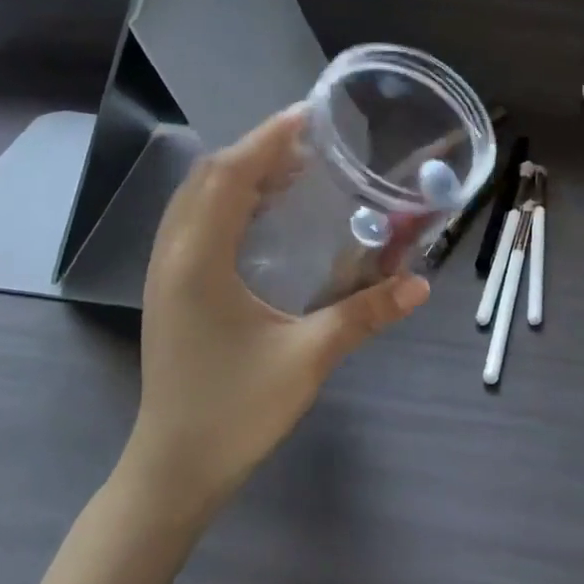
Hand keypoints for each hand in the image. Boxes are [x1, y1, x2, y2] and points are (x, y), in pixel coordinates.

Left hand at [128, 107, 429, 518]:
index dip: (268, 138)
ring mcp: (164, 273)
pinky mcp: (168, 290)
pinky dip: (225, 201)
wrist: (173, 469)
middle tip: (309, 142)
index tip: (309, 114)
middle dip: (256, 149)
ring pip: (195, 199)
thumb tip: (420, 286)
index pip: (230, 176)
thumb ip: (364, 316)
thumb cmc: (235, 412)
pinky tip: (261, 216)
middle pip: (208, 177)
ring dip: (238, 173)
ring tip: (291, 168)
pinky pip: (193, 223)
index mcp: (198, 261)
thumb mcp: (307, 359)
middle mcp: (172, 255)